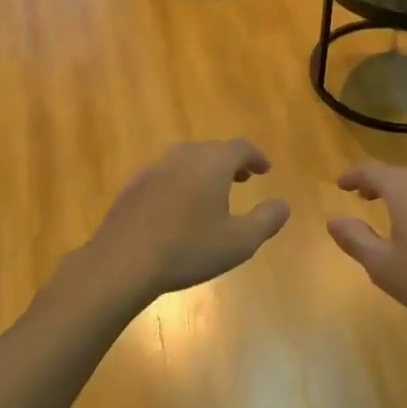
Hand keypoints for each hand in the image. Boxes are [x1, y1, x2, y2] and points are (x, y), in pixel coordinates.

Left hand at [80, 141, 290, 306]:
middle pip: (212, 150)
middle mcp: (183, 156)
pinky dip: (180, 183)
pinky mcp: (134, 186)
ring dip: (204, 171)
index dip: (256, 157)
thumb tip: (283, 205)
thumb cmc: (188, 249)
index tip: (265, 169)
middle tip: (242, 179)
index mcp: (212, 162)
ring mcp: (154, 168)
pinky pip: (165, 175)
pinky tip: (178, 208)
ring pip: (186, 161)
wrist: (123, 260)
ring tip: (212, 193)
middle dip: (230, 162)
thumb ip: (266, 220)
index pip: (240, 148)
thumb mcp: (239, 242)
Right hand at [327, 163, 406, 327]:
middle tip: (362, 196)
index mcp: (405, 188)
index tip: (340, 184)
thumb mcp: (384, 266)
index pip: (372, 171)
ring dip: (403, 192)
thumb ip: (355, 240)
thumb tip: (334, 221)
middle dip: (378, 183)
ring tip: (392, 209)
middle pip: (399, 174)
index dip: (353, 176)